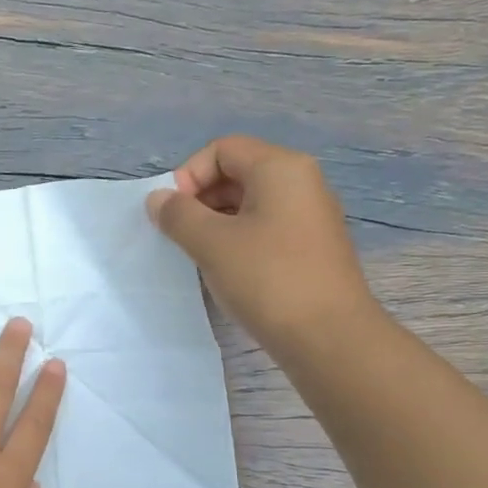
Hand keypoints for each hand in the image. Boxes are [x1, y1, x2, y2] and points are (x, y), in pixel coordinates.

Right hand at [146, 135, 379, 348]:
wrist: (328, 337)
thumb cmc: (267, 279)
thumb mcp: (211, 243)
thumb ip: (178, 215)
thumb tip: (158, 199)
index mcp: (281, 168)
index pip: (222, 149)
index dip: (189, 175)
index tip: (173, 213)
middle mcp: (301, 183)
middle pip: (238, 172)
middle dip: (200, 198)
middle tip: (180, 235)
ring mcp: (310, 216)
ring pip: (250, 203)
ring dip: (216, 222)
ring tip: (199, 255)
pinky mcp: (311, 248)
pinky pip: (265, 228)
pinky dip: (238, 240)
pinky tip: (226, 270)